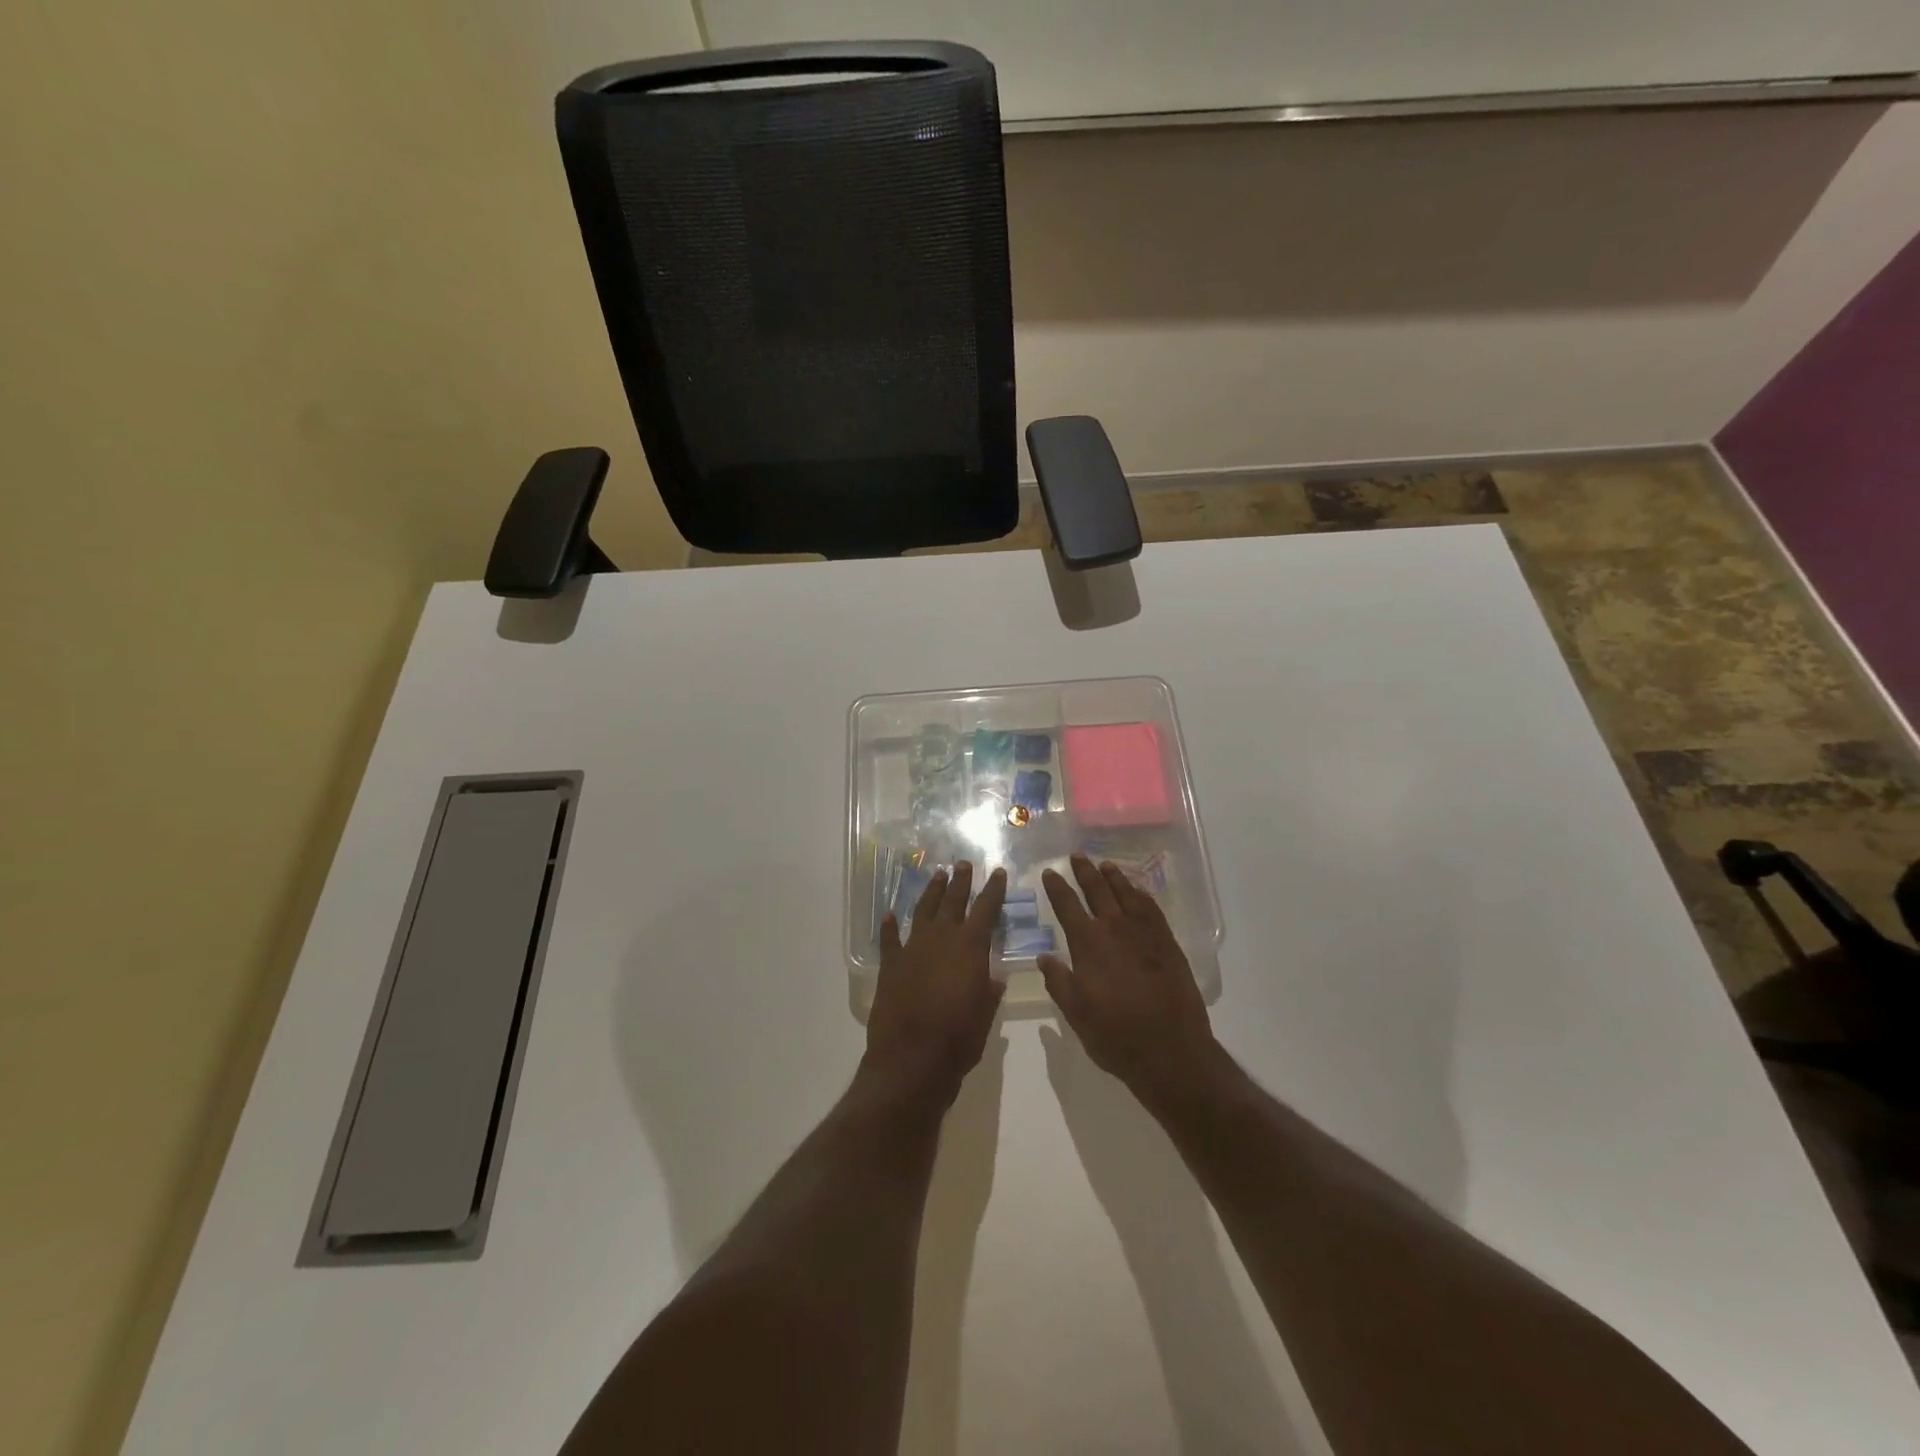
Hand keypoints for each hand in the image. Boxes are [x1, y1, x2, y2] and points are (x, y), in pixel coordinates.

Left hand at [864, 860, 1006, 1106]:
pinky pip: (890, 940)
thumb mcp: (985, 1016)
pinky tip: (889, 915)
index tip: (999, 872)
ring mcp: (912, 949)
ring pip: (923, 911)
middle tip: (963, 863)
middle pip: (953, 901)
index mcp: (970, 948)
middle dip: (960, 881)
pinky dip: (889, 927)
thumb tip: (994, 977)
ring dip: (931, 893)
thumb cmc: (958, 1039)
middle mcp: (941, 939)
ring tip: (937, 875)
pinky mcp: (890, 965)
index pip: (986, 909)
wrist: (911, 1059)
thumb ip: (988, 991)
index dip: (994, 890)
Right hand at [1039, 855, 1219, 1114]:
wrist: (1171, 1051)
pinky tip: (1137, 892)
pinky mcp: (1168, 943)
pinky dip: (1141, 895)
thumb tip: (1044, 956)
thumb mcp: (1076, 1014)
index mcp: (1088, 944)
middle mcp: (1115, 929)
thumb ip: (1059, 982)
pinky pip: (1152, 909)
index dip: (1057, 887)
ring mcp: (1145, 934)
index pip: (1067, 906)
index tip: (1049, 872)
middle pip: (1097, 891)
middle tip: (1077, 856)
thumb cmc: (1116, 1036)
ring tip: (1105, 865)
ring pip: (1126, 894)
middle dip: (1085, 872)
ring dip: (1114, 877)